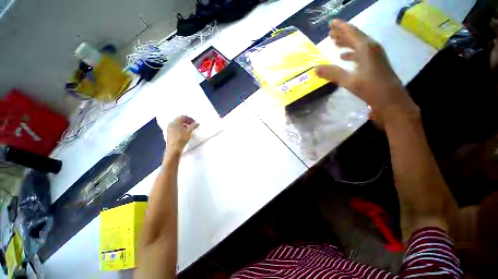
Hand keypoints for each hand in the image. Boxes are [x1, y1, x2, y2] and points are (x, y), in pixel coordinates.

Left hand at [166, 116, 198, 154]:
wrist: (173, 149)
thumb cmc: (181, 139)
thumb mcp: (189, 132)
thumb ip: (193, 126)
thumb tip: (197, 123)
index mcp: (175, 122)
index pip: (183, 117)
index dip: (190, 119)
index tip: (195, 122)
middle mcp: (171, 123)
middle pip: (180, 119)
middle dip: (187, 121)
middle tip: (193, 124)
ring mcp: (169, 128)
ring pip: (178, 123)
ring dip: (184, 124)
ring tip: (190, 128)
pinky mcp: (169, 132)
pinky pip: (176, 127)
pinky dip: (181, 127)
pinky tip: (184, 131)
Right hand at [316, 19, 418, 122]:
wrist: (390, 99)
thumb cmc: (371, 88)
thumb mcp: (349, 80)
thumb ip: (332, 73)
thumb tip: (315, 68)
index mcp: (365, 48)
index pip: (351, 32)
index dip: (341, 26)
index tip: (331, 22)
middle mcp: (371, 48)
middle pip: (355, 36)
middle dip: (342, 34)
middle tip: (330, 33)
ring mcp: (374, 55)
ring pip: (358, 45)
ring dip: (346, 43)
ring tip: (335, 43)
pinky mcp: (375, 63)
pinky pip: (360, 53)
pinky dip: (351, 53)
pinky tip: (344, 57)